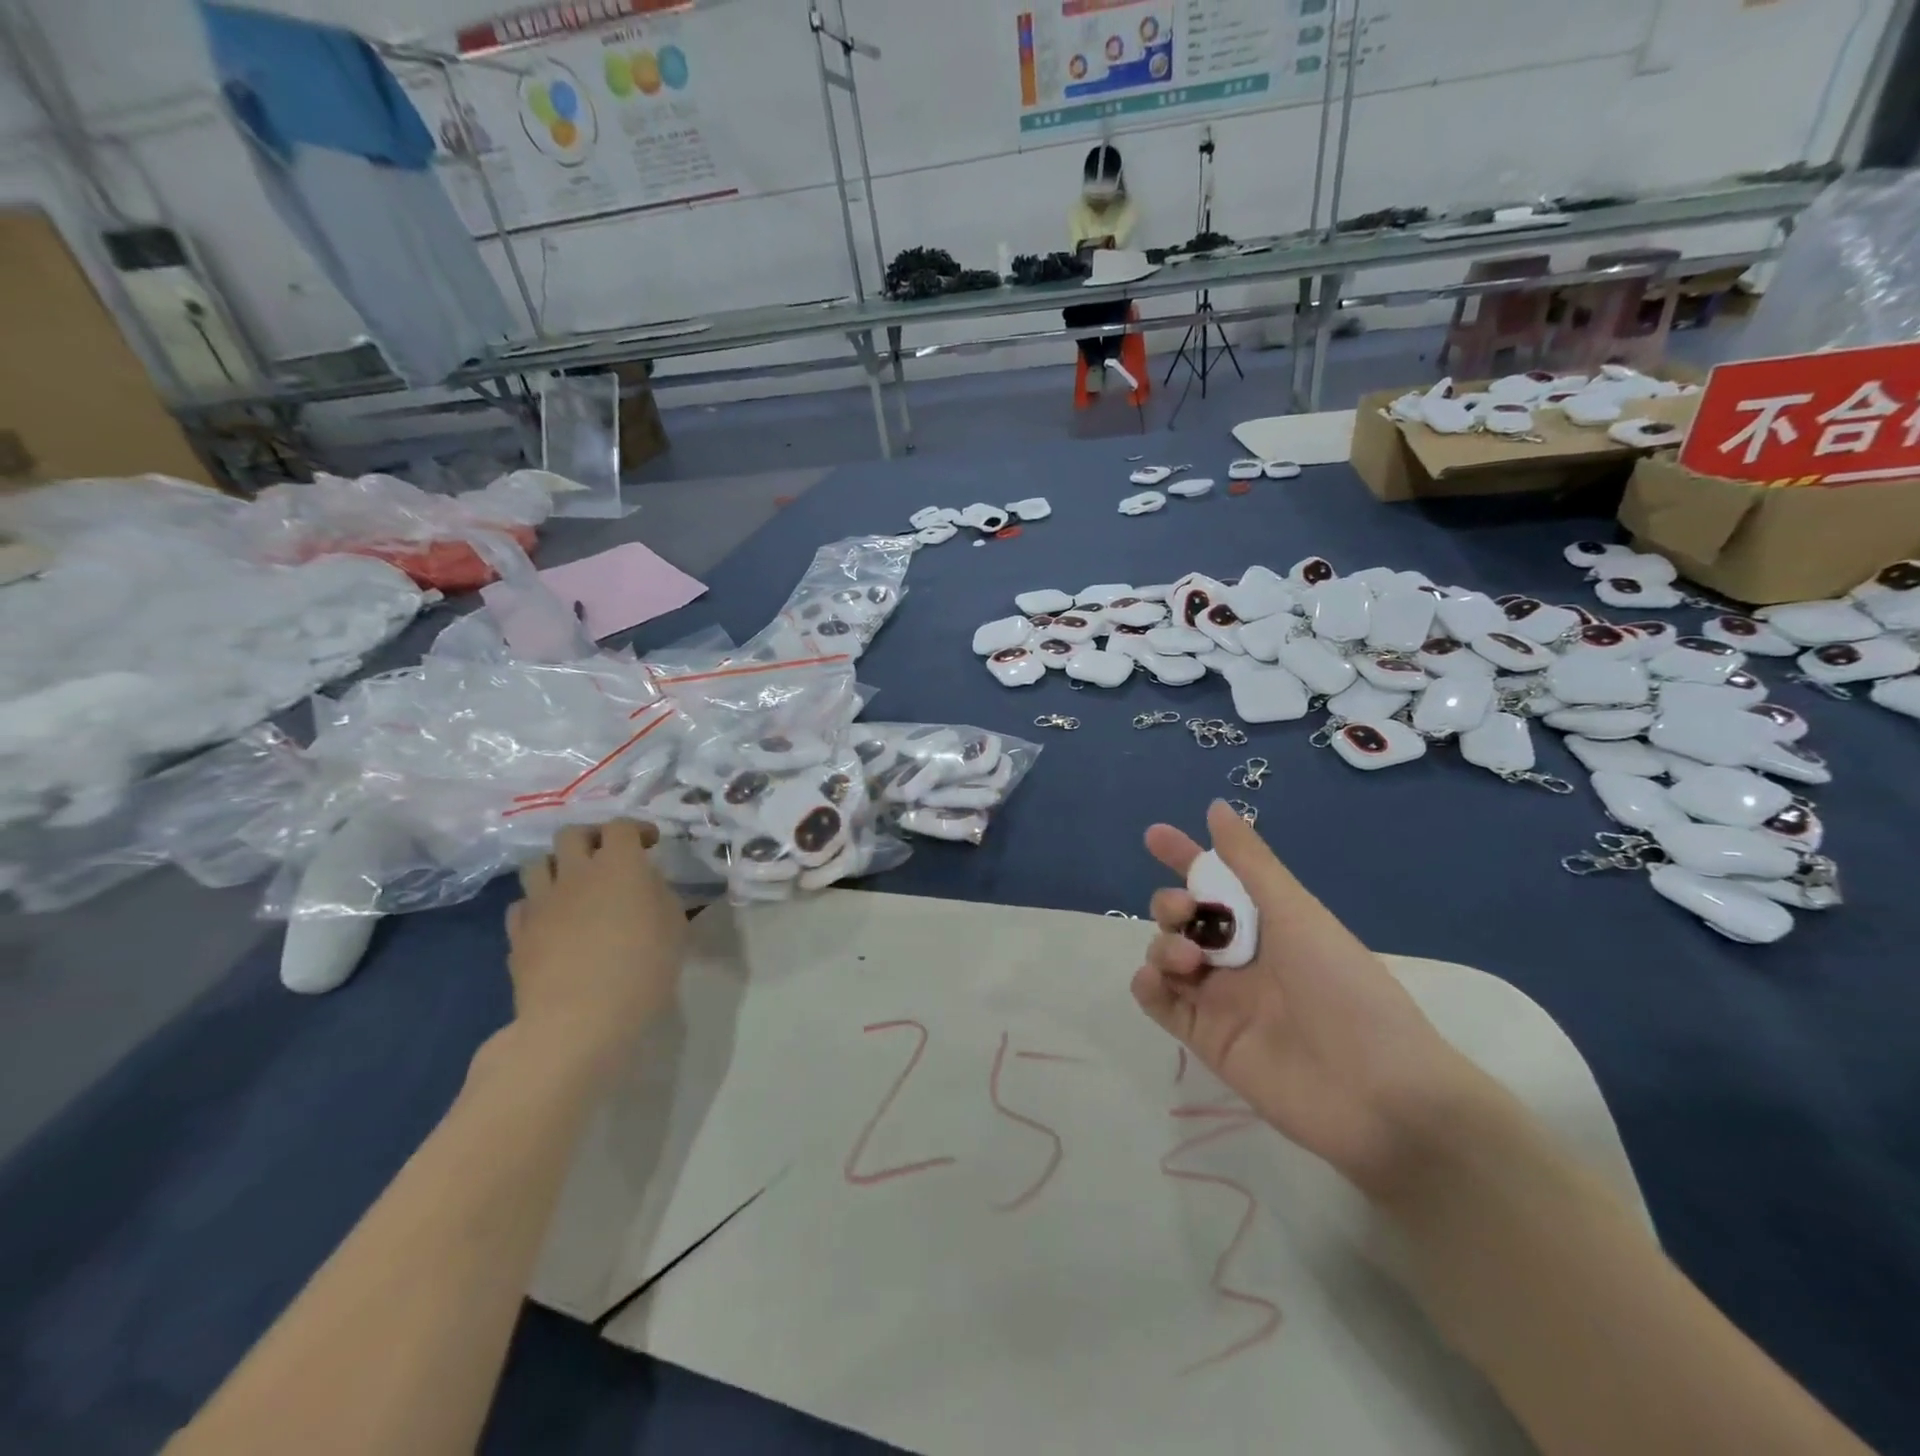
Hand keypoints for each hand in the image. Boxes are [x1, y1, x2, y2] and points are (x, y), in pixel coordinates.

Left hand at [506, 820, 686, 1082]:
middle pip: (572, 834)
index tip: (650, 843)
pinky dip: (538, 905)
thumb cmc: (642, 970)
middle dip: (591, 838)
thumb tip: (644, 884)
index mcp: (619, 866)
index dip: (636, 829)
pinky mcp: (518, 935)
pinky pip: (522, 905)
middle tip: (608, 856)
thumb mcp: (674, 928)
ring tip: (574, 885)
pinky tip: (552, 922)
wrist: (579, 1021)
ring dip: (557, 867)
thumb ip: (659, 895)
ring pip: (536, 864)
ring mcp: (541, 904)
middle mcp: (575, 874)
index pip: (621, 827)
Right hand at [1134, 801, 1478, 1198]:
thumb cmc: (1343, 988)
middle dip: (1171, 903)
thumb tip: (1216, 807)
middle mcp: (1240, 957)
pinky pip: (1160, 1002)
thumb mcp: (1296, 913)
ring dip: (1163, 943)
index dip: (1185, 856)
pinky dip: (1148, 984)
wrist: (1376, 1093)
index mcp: (1267, 923)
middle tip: (1185, 911)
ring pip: (1166, 954)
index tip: (1154, 836)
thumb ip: (1250, 862)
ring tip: (1188, 961)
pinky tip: (1157, 979)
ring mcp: (1220, 998)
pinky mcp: (1205, 1038)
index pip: (1216, 880)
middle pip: (1183, 917)